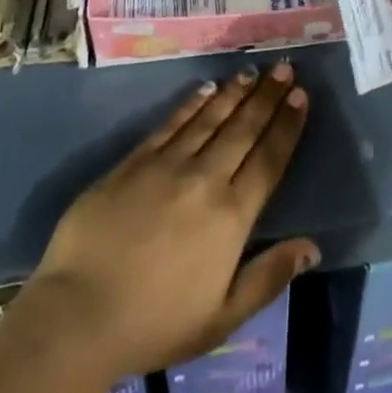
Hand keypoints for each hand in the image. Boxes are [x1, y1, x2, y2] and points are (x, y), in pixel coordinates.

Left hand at [23, 63, 316, 379]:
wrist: (80, 312)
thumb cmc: (155, 324)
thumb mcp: (221, 318)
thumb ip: (268, 278)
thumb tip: (312, 247)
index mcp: (231, 217)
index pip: (268, 160)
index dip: (286, 126)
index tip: (301, 96)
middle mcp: (205, 179)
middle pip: (243, 129)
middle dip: (267, 96)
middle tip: (284, 68)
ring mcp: (168, 164)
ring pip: (211, 117)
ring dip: (235, 92)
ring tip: (252, 70)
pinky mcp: (136, 159)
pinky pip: (172, 121)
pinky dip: (193, 102)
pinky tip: (207, 87)